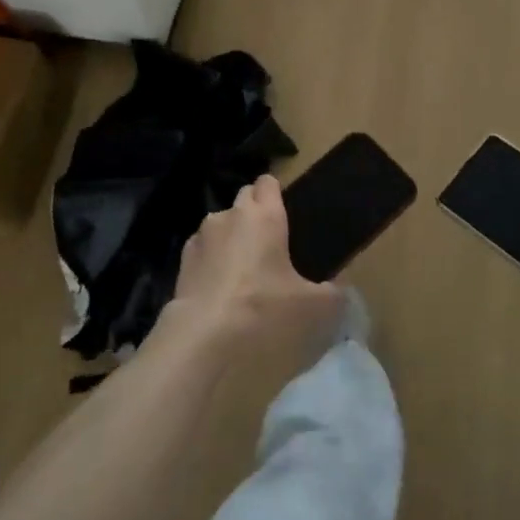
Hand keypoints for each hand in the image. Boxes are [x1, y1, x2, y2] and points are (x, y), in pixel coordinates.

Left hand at [172, 176, 341, 351]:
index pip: (268, 182)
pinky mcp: (183, 259)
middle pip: (245, 196)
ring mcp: (202, 235)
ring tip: (241, 268)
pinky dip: (211, 258)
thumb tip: (337, 290)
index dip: (276, 192)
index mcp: (265, 215)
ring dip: (231, 235)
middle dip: (255, 211)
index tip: (285, 212)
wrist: (203, 336)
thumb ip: (332, 293)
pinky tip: (218, 285)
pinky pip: (203, 248)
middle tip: (269, 242)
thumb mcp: (313, 307)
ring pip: (221, 222)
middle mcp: (231, 215)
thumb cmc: (264, 309)